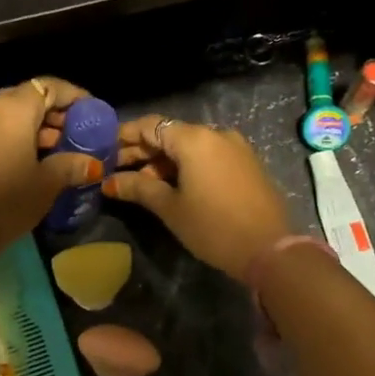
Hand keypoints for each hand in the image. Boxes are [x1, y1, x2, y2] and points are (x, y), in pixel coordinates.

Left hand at [0, 77, 104, 263]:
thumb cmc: (1, 202)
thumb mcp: (44, 186)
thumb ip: (70, 166)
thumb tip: (91, 163)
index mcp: (12, 107)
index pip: (49, 85)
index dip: (73, 96)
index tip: (91, 113)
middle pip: (26, 98)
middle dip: (52, 114)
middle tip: (74, 137)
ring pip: (6, 115)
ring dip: (31, 129)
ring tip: (53, 154)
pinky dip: (10, 138)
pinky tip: (23, 164)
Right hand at [101, 116, 292, 278]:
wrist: (270, 250)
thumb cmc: (213, 227)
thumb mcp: (170, 208)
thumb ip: (138, 188)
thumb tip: (108, 182)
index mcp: (194, 139)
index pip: (150, 125)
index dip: (124, 136)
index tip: (104, 151)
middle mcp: (215, 134)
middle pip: (169, 134)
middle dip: (142, 151)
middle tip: (116, 170)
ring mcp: (235, 147)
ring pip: (189, 146)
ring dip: (164, 161)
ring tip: (142, 185)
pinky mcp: (246, 163)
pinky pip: (208, 155)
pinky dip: (187, 165)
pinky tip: (172, 186)